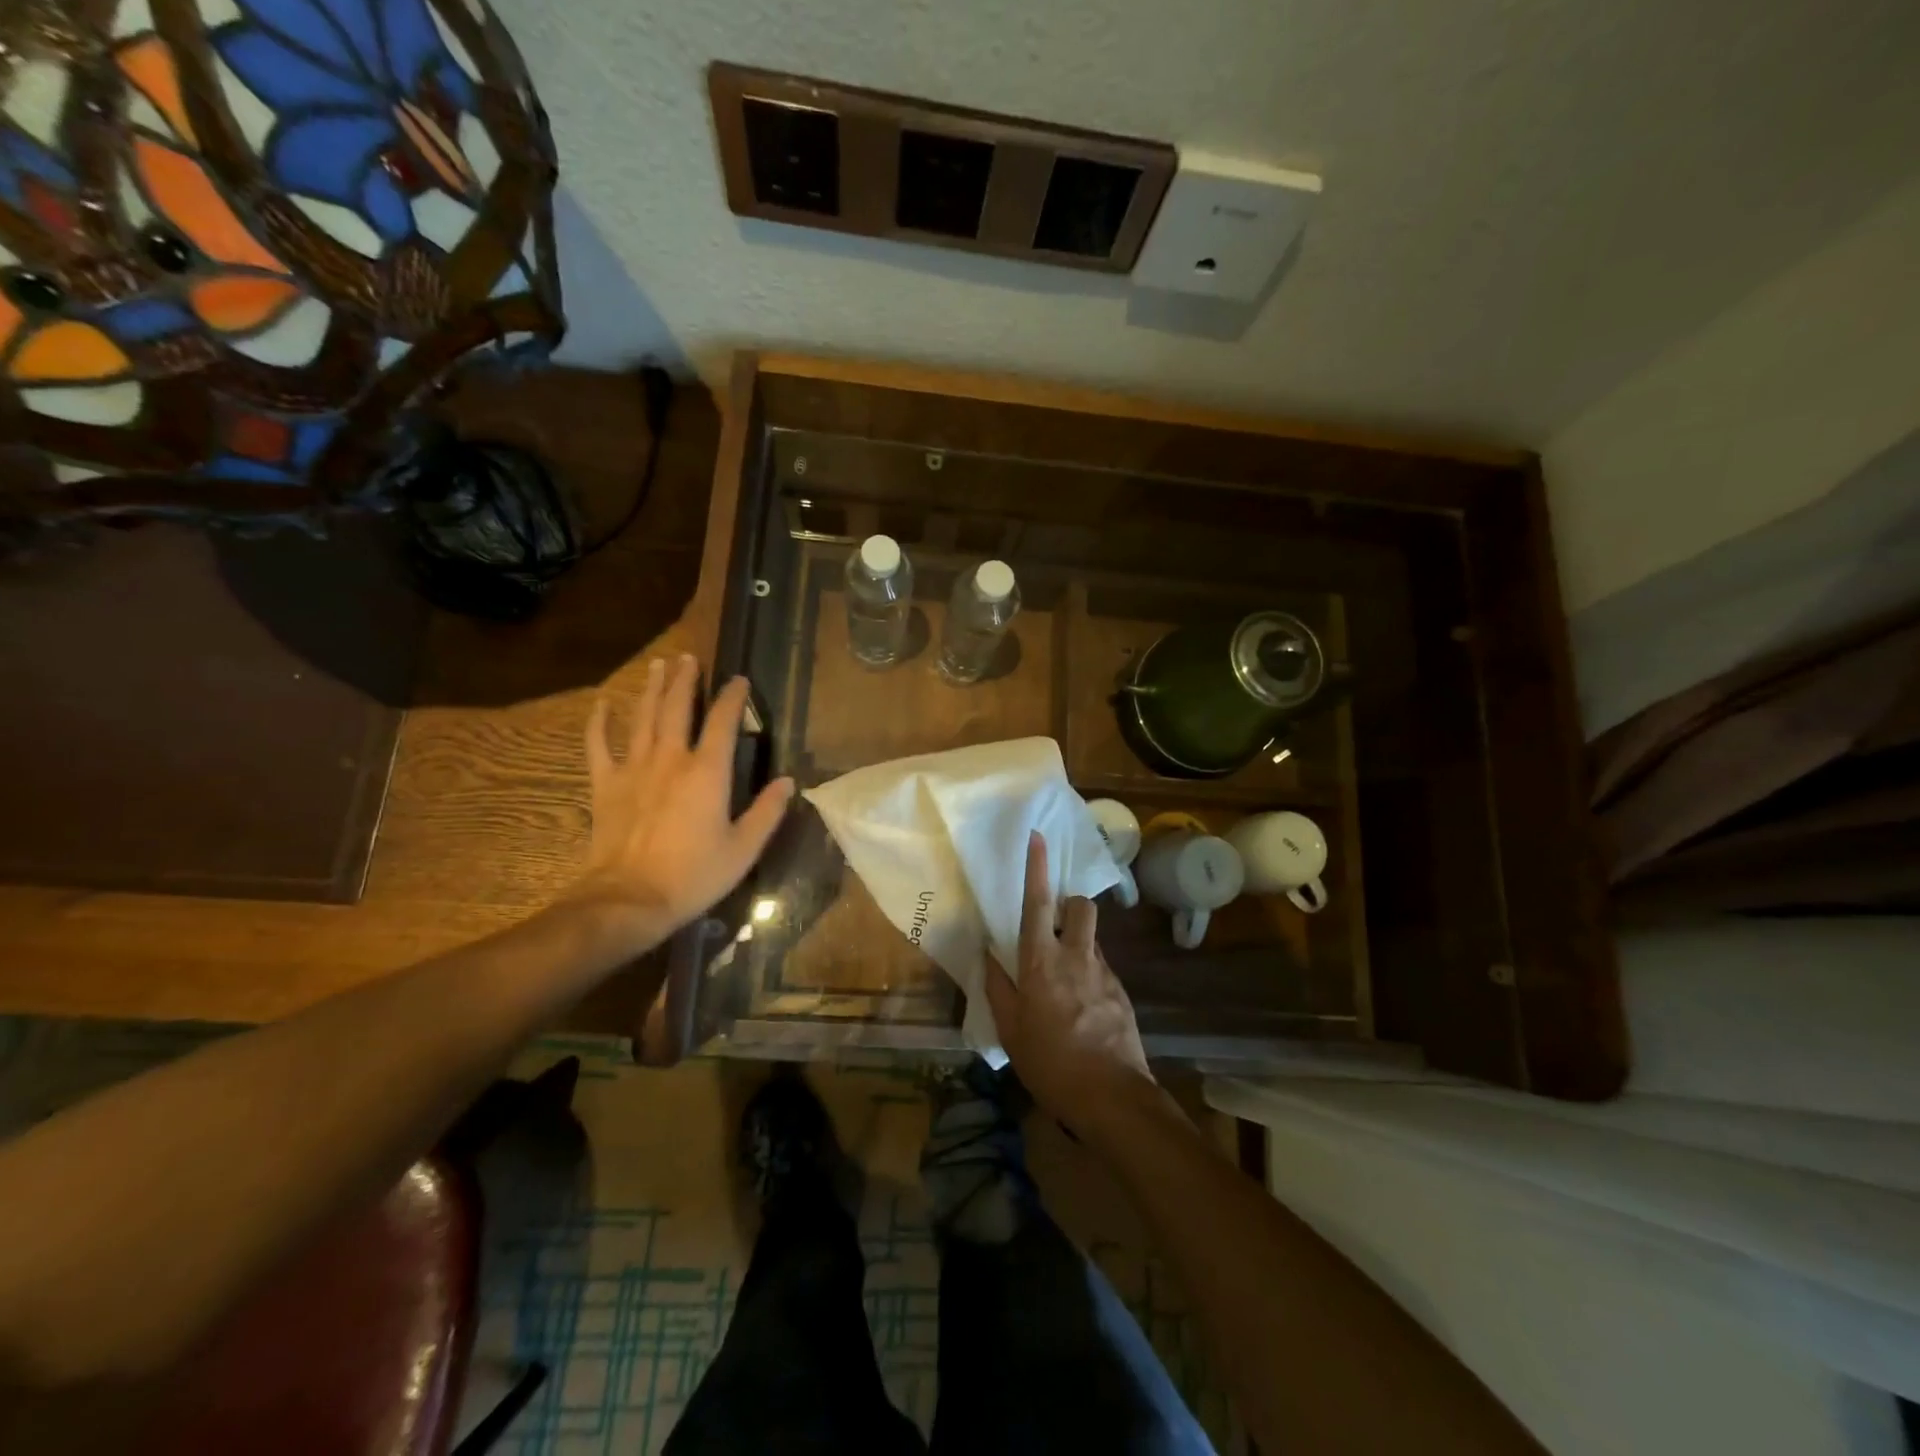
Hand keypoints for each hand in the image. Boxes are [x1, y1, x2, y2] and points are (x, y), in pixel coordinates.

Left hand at [566, 655, 793, 951]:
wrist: (629, 900)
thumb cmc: (694, 875)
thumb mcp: (744, 848)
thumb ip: (767, 812)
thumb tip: (788, 782)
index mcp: (708, 772)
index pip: (723, 722)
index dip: (733, 697)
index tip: (740, 680)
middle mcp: (671, 759)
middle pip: (678, 708)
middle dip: (686, 680)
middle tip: (690, 658)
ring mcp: (634, 768)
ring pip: (643, 717)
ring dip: (652, 689)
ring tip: (659, 665)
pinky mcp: (606, 785)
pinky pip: (599, 745)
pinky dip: (600, 722)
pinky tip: (603, 704)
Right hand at [986, 830, 1154, 1132]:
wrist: (1112, 1097)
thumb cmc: (1051, 1062)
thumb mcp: (1011, 1029)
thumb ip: (999, 987)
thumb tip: (988, 953)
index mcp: (1043, 961)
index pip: (1039, 903)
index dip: (1037, 867)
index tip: (1038, 837)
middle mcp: (1077, 956)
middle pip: (1081, 907)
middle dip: (1071, 904)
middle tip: (1055, 925)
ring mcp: (1105, 973)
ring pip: (1094, 937)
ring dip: (1079, 941)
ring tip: (1064, 976)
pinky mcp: (1122, 993)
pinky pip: (1103, 967)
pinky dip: (1090, 973)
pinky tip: (1081, 1007)